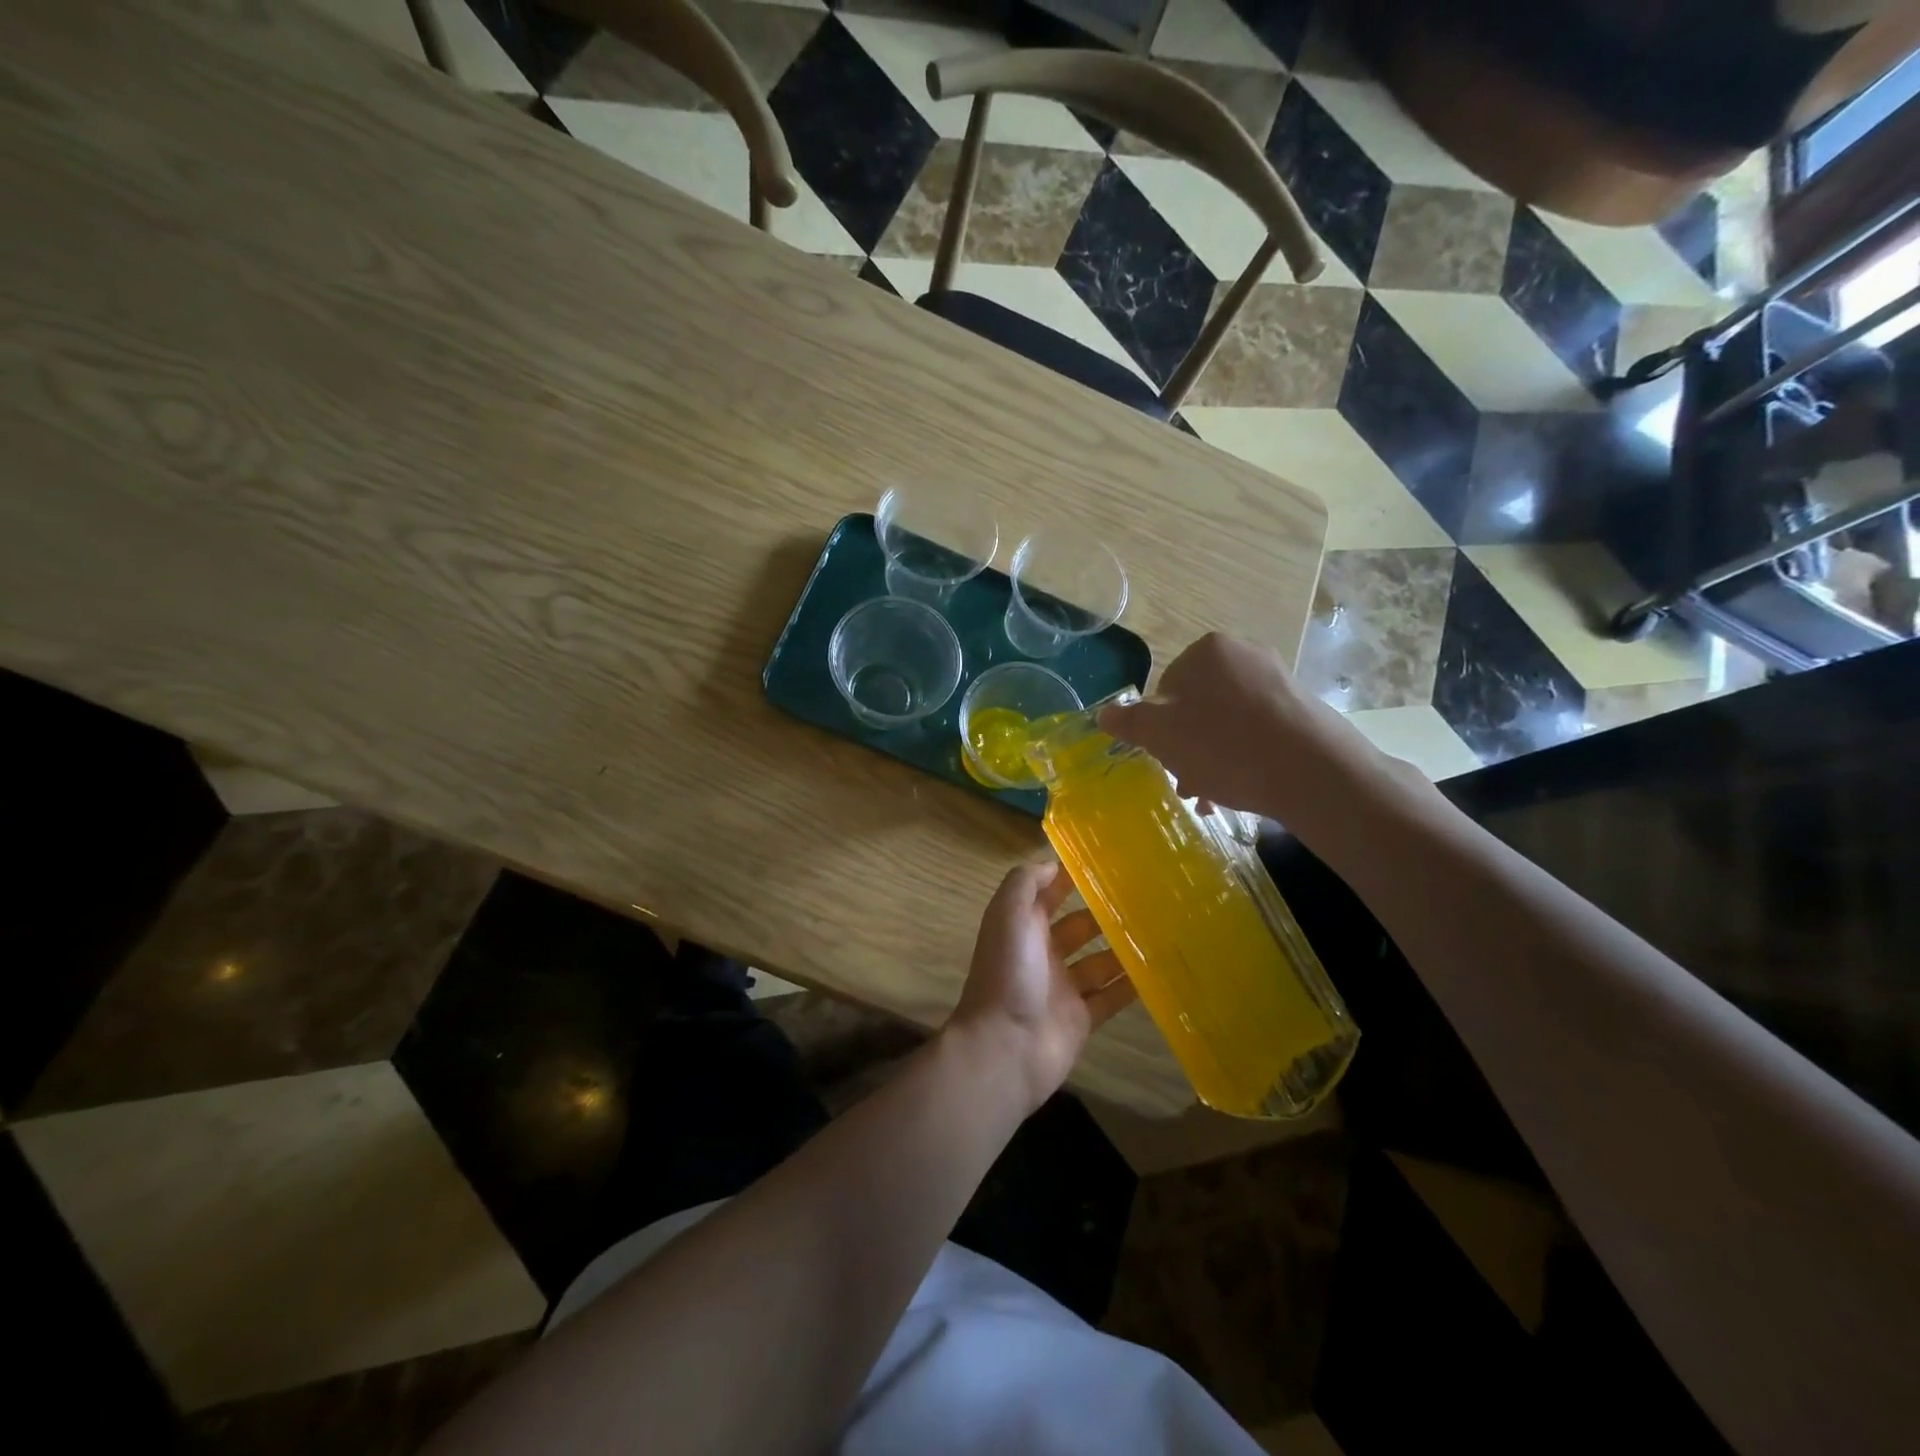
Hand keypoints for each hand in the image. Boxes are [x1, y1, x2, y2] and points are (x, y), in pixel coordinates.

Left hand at [947, 860, 1135, 1113]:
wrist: (1005, 1047)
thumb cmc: (1007, 973)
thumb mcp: (1008, 914)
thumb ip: (1026, 883)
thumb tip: (1053, 863)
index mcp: (1023, 927)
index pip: (1049, 894)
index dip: (1071, 878)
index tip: (1108, 861)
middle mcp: (1043, 953)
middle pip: (1079, 926)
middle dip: (1105, 913)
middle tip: (1147, 897)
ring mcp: (1063, 988)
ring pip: (1099, 961)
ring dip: (1124, 948)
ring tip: (1161, 929)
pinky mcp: (1081, 1018)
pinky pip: (1111, 997)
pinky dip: (1132, 986)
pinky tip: (1160, 971)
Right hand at [1097, 632, 1391, 820]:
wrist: (1313, 772)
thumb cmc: (1224, 746)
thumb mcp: (1160, 736)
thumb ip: (1129, 722)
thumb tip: (1104, 713)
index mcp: (1207, 651)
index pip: (1166, 687)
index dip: (1159, 727)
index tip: (1165, 759)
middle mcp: (1244, 654)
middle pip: (1198, 705)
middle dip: (1187, 745)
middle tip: (1188, 782)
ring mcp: (1278, 679)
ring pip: (1227, 721)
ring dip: (1212, 756)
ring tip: (1213, 795)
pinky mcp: (1302, 707)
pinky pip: (1257, 730)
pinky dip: (1244, 755)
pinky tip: (1244, 787)